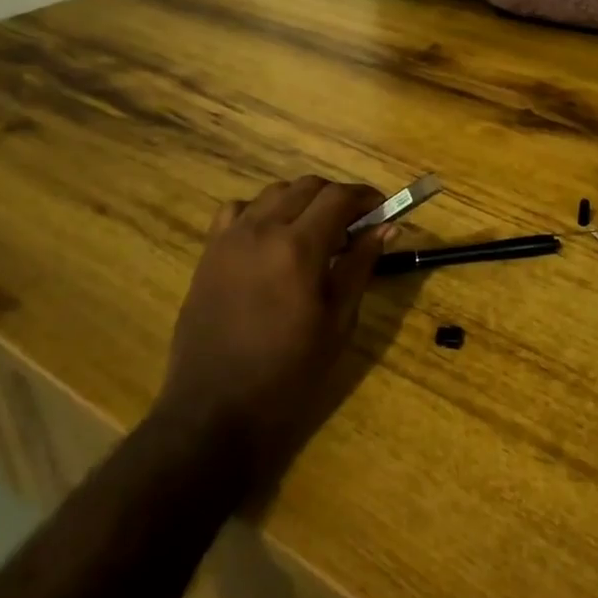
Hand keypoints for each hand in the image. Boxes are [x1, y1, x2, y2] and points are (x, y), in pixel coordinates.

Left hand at [161, 175, 389, 476]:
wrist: (216, 410)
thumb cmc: (289, 373)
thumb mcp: (338, 321)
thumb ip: (361, 265)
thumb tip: (388, 227)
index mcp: (299, 248)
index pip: (339, 197)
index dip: (367, 197)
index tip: (383, 210)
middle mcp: (262, 230)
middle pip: (308, 187)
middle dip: (338, 198)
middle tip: (355, 225)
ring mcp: (230, 238)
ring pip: (274, 193)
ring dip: (302, 201)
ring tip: (316, 232)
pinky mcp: (209, 252)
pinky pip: (237, 210)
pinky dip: (261, 211)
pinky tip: (271, 238)